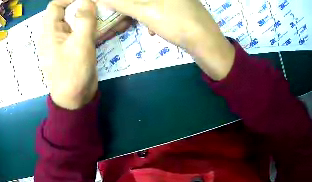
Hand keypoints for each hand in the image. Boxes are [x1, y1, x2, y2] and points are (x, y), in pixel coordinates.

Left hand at [39, 0, 97, 109]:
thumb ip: (84, 20)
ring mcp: (65, 42)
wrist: (75, 98)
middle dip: (81, 6)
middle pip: (65, 13)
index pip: (55, 6)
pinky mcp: (74, 48)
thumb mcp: (80, 44)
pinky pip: (81, 33)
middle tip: (98, 6)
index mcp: (50, 32)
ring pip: (75, 22)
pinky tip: (102, 26)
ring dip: (87, 16)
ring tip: (103, 13)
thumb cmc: (73, 71)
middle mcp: (55, 34)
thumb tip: (87, 1)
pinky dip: (90, 27)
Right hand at [97, 0, 235, 79]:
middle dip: (134, 7)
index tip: (118, 9)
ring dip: (143, 13)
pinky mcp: (186, 10)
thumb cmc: (178, 25)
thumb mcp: (146, 12)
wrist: (210, 47)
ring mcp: (181, 0)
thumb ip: (122, 3)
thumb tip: (102, 0)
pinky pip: (164, 9)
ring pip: (153, 3)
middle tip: (127, 16)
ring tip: (143, 25)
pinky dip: (156, 17)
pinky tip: (154, 30)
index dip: (126, 3)